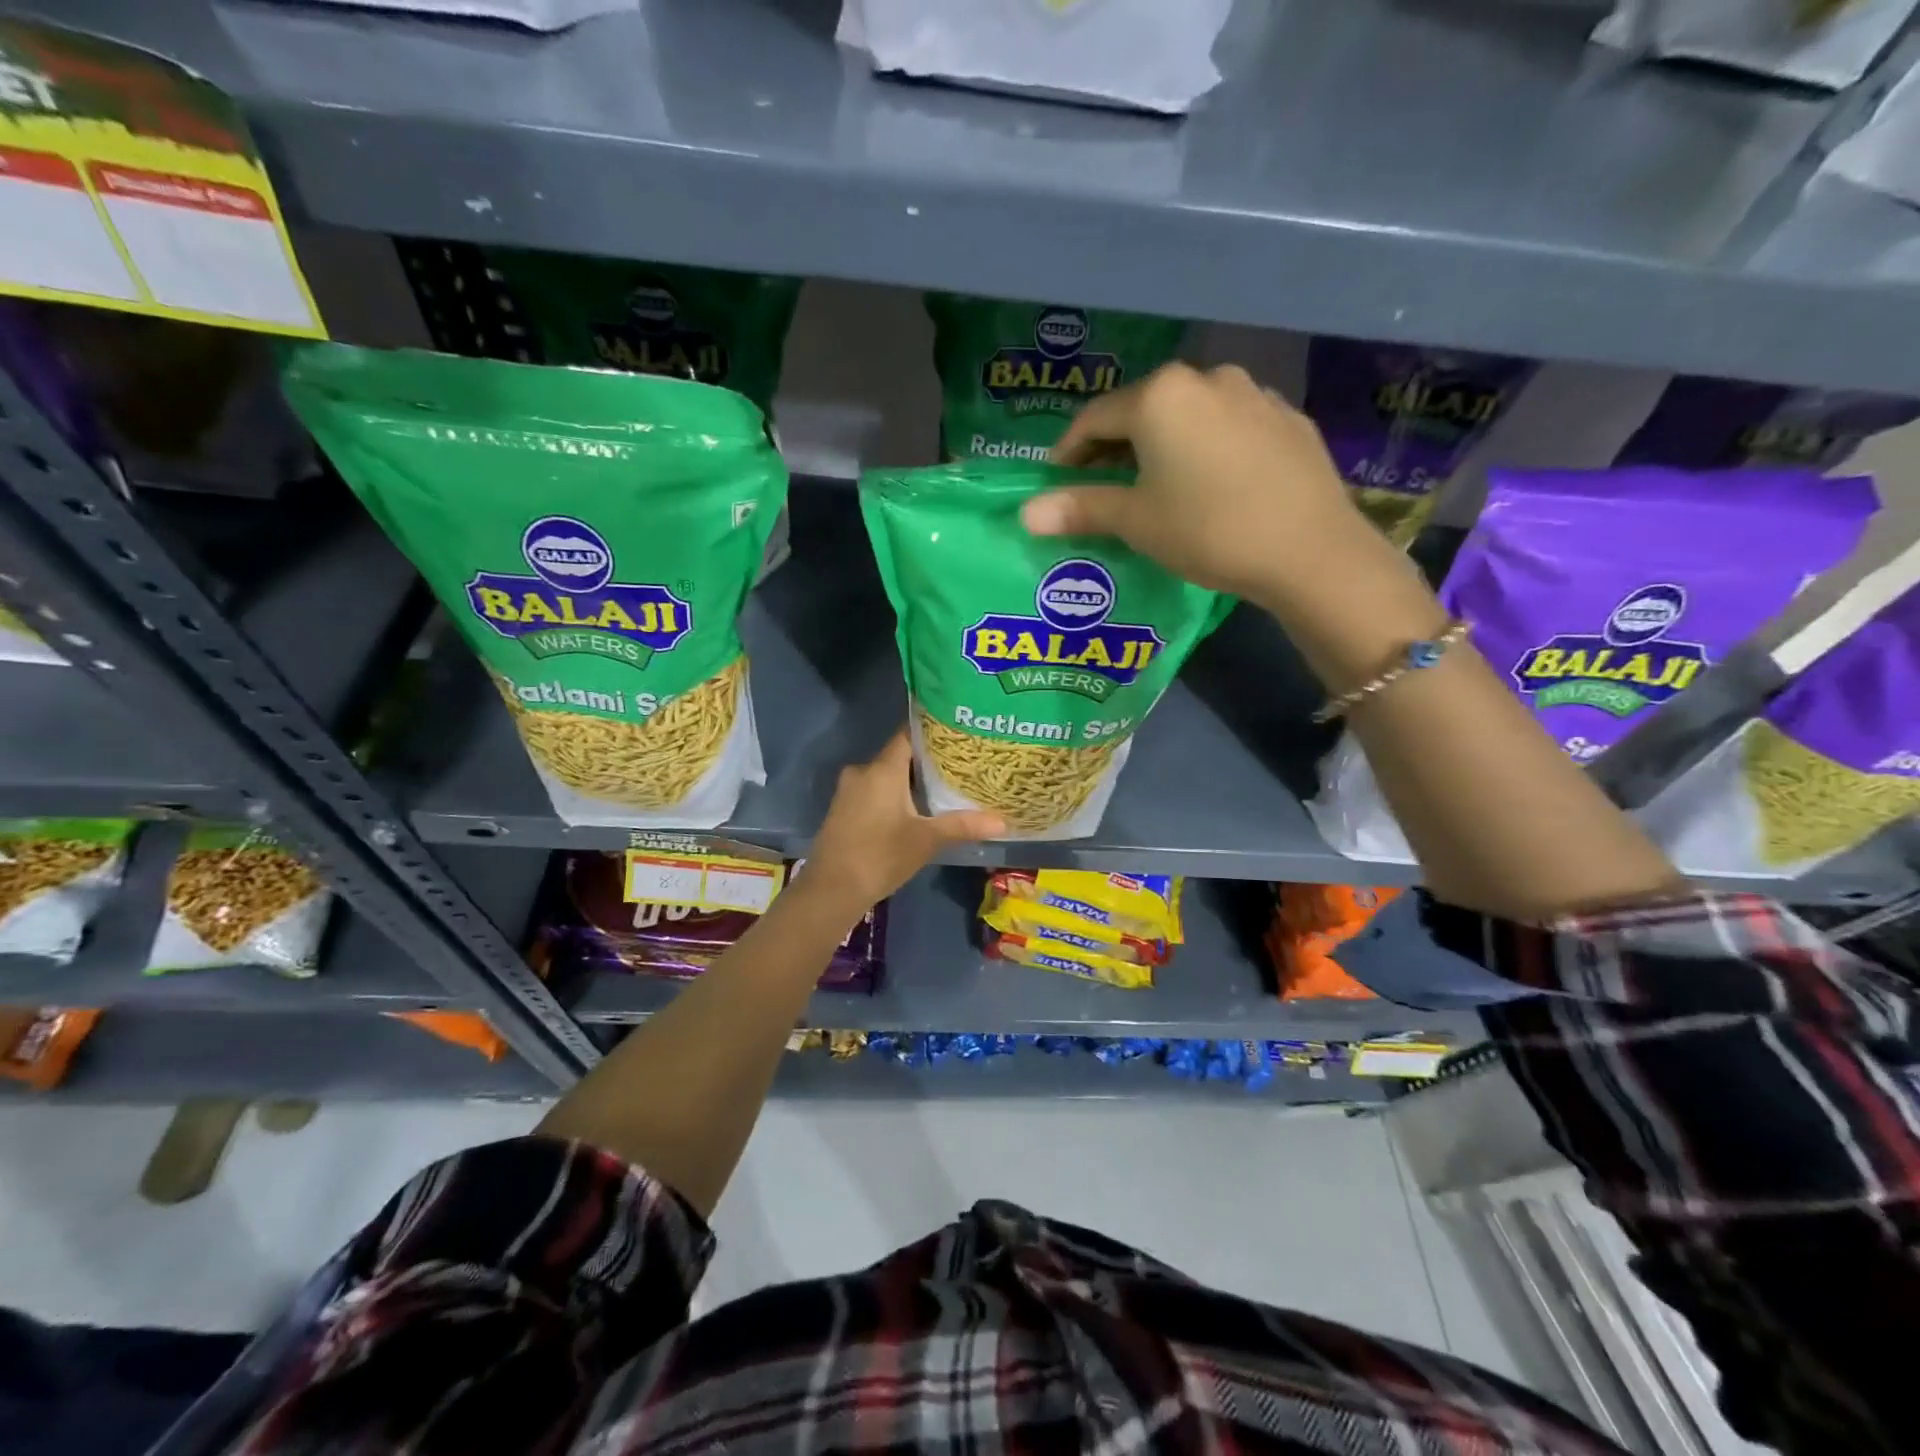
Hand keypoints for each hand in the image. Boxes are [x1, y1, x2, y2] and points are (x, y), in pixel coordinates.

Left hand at [800, 730, 1004, 918]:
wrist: (831, 890)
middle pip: (900, 755)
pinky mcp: (844, 809)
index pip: (908, 734)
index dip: (933, 730)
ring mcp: (849, 791)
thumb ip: (963, 825)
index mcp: (882, 769)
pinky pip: (875, 791)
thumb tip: (1004, 822)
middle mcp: (863, 771)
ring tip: (945, 784)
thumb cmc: (880, 856)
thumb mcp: (926, 840)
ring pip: (886, 775)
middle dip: (928, 759)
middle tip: (961, 762)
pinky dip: (895, 794)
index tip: (958, 731)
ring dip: (911, 780)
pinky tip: (917, 808)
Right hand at [1022, 363, 1386, 607]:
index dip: (1068, 451)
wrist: (1309, 550)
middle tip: (1102, 486)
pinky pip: (1229, 427)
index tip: (1057, 481)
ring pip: (1188, 415)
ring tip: (1157, 485)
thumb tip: (1025, 514)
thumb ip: (1080, 509)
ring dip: (1163, 444)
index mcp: (1160, 396)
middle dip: (1115, 446)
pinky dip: (1206, 448)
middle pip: (1142, 410)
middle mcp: (1206, 379)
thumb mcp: (1136, 521)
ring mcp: (1253, 394)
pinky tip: (1211, 483)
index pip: (1094, 417)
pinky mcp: (1287, 419)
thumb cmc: (1208, 530)